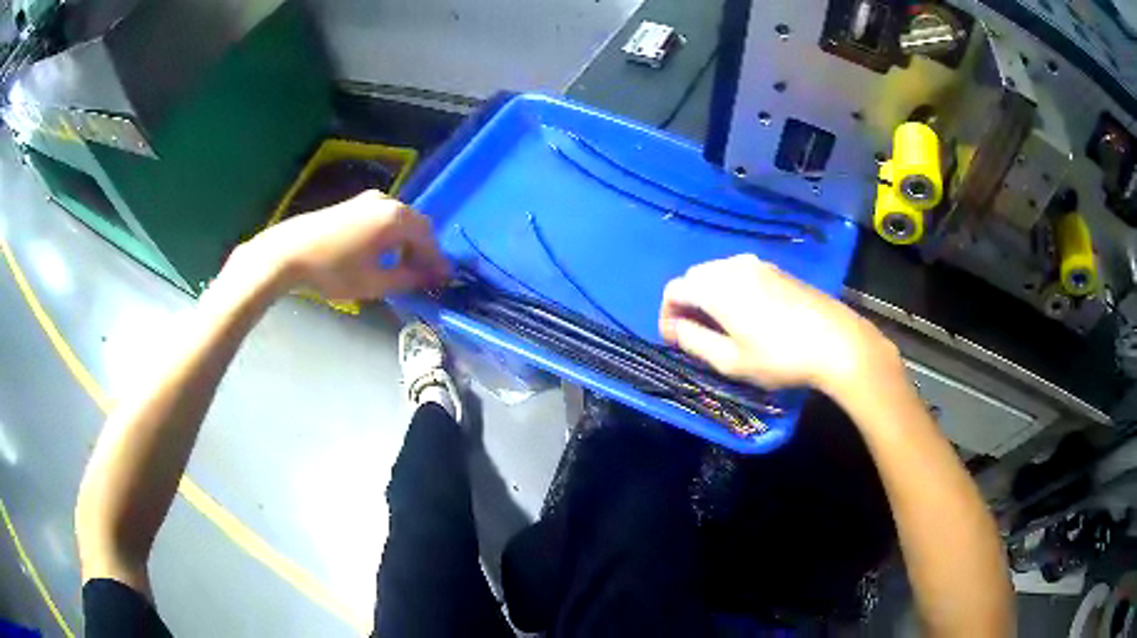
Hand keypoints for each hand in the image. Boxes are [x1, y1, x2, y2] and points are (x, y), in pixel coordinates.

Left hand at [233, 191, 448, 300]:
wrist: (289, 252)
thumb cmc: (333, 270)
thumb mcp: (373, 282)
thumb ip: (407, 279)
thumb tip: (429, 278)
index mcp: (396, 218)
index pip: (429, 239)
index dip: (437, 261)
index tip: (444, 281)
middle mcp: (388, 201)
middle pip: (417, 225)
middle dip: (424, 250)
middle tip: (425, 276)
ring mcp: (368, 199)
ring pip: (400, 221)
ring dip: (407, 242)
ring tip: (404, 267)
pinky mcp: (354, 204)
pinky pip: (384, 217)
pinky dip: (392, 235)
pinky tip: (383, 253)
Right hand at [659, 254, 895, 393]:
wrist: (836, 342)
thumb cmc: (779, 356)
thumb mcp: (731, 361)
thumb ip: (695, 342)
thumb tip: (675, 329)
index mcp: (716, 286)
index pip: (674, 289)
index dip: (667, 314)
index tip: (674, 340)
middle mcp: (733, 266)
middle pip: (695, 276)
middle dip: (687, 303)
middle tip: (695, 335)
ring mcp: (758, 264)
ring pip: (718, 273)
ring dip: (709, 296)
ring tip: (720, 327)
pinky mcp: (777, 270)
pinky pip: (741, 274)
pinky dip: (731, 291)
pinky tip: (747, 316)